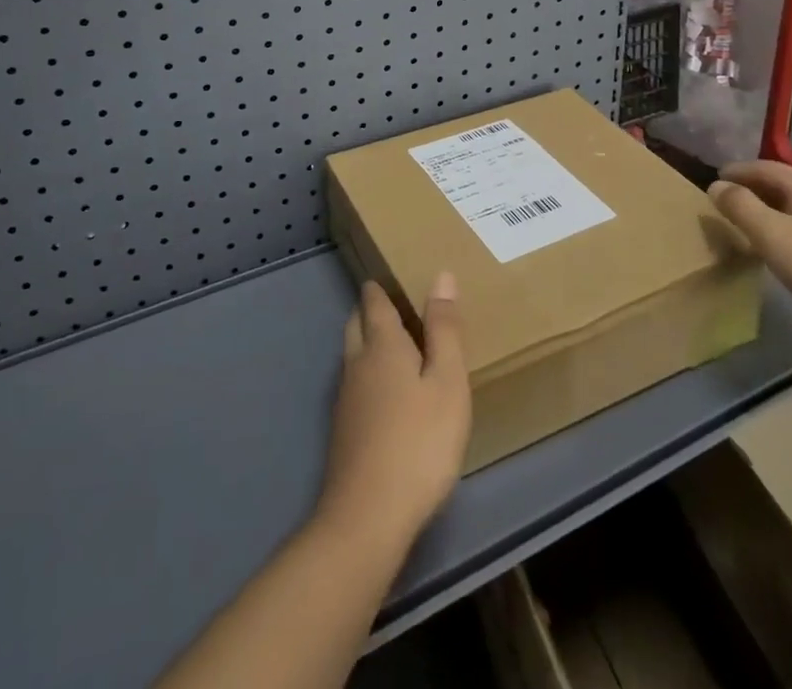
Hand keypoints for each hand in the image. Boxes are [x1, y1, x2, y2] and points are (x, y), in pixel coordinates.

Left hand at [316, 275, 471, 553]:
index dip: (380, 287)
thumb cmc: (419, 442)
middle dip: (370, 310)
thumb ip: (444, 330)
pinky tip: (387, 394)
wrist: (368, 517)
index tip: (391, 275)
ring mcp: (346, 398)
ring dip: (368, 342)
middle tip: (396, 307)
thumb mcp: (448, 383)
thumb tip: (441, 276)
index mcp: (382, 345)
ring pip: (352, 354)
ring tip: (396, 346)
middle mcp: (357, 363)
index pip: (374, 301)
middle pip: (356, 323)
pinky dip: (368, 374)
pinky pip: (355, 383)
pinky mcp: (344, 430)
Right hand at [710, 160, 791, 342]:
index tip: (712, 182)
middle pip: (780, 184)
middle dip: (750, 188)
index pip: (764, 167)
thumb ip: (741, 207)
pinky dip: (782, 227)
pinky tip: (776, 248)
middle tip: (724, 202)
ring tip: (744, 223)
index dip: (736, 172)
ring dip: (766, 209)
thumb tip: (716, 186)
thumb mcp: (771, 234)